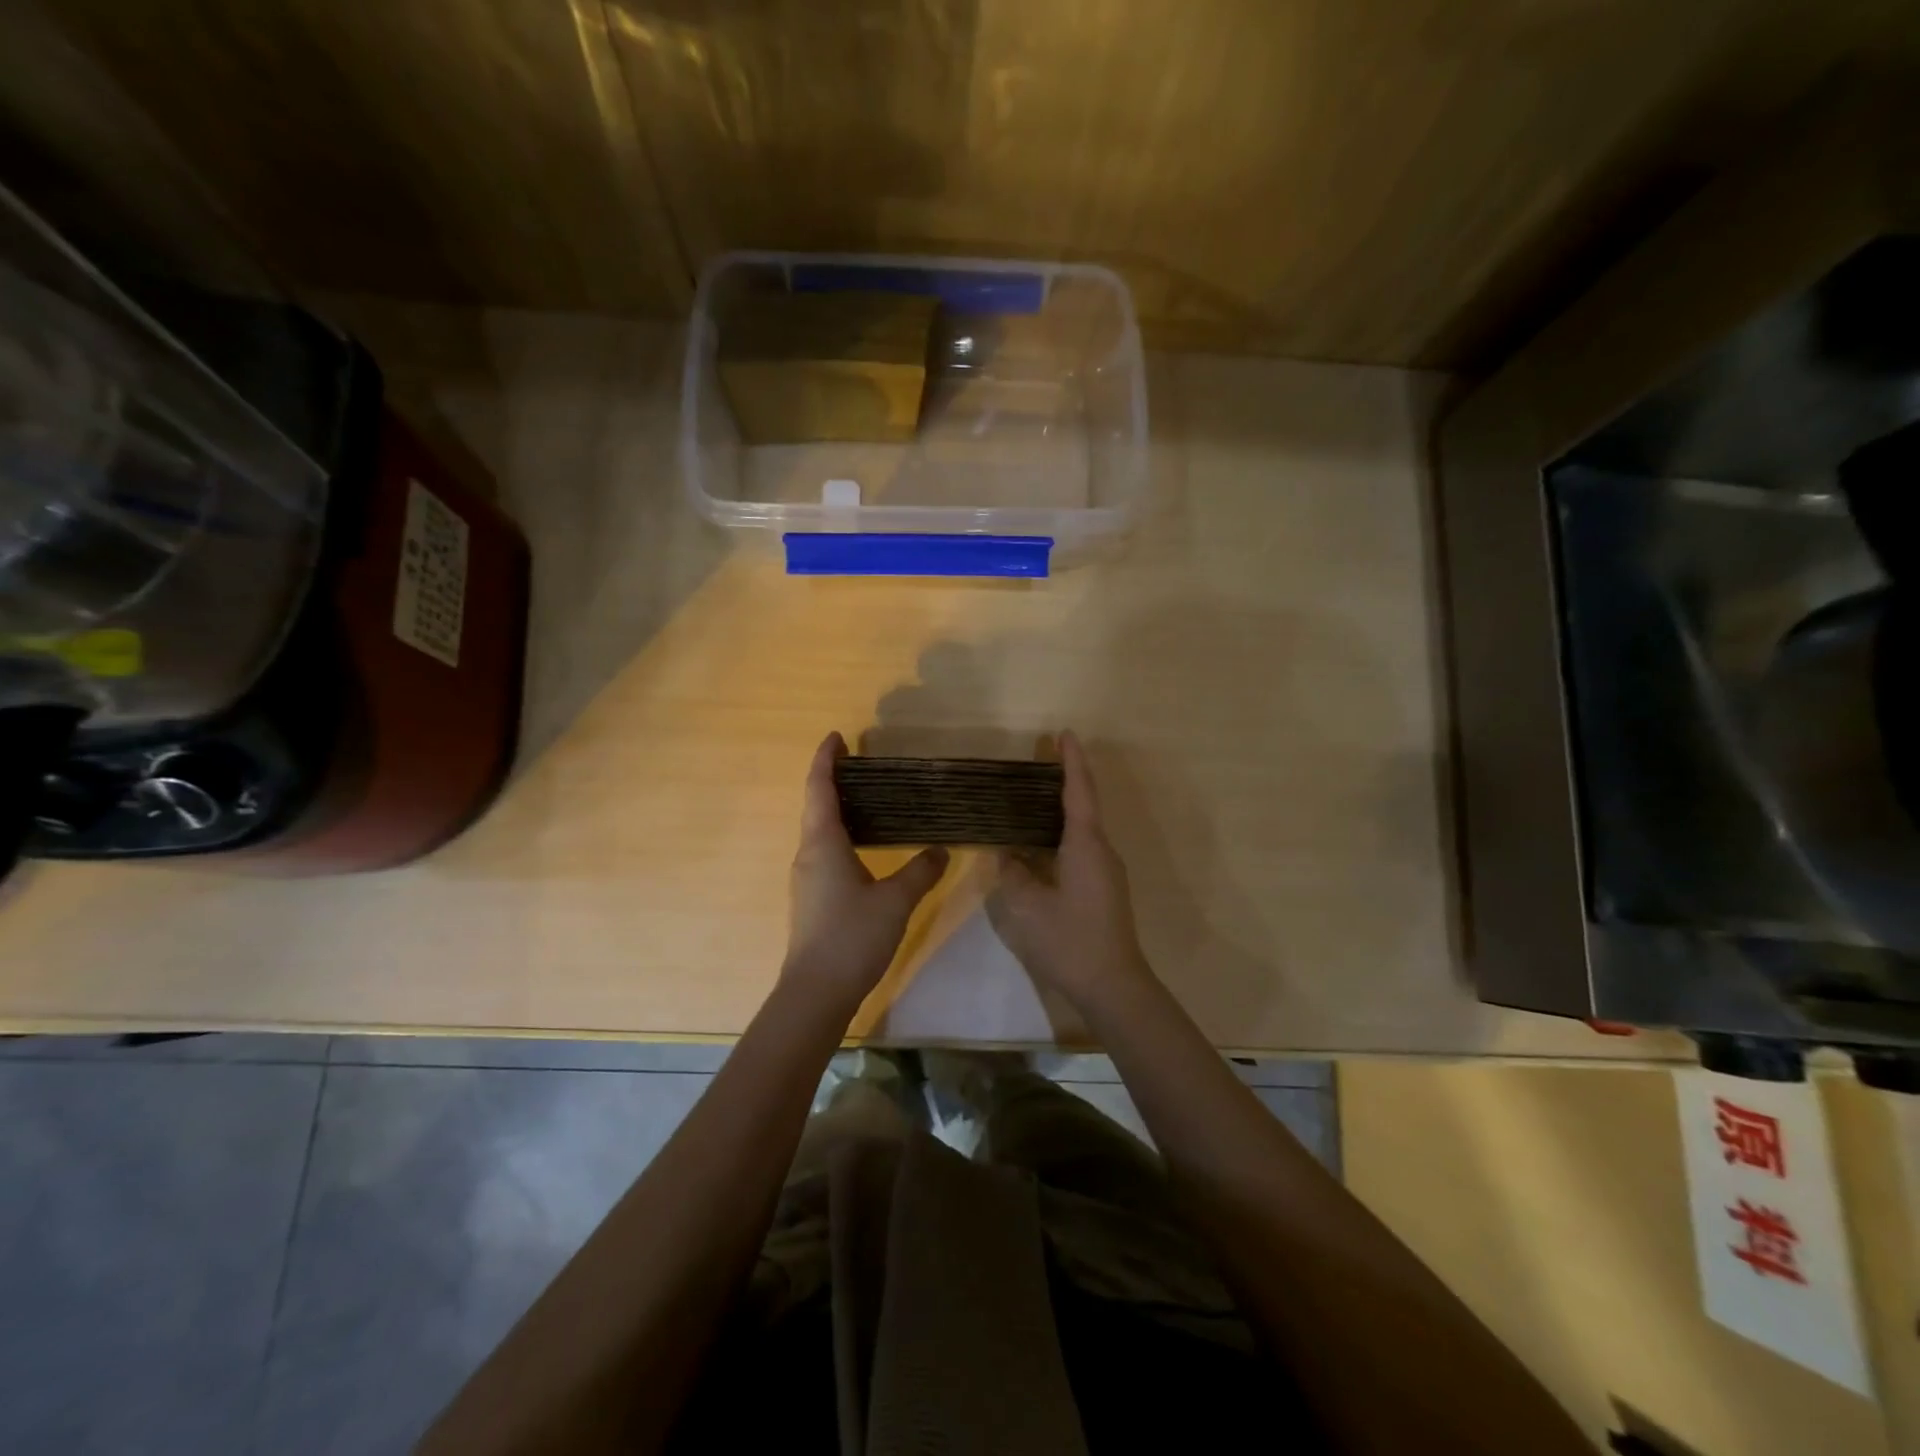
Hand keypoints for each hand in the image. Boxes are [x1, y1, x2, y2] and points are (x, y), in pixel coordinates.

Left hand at [784, 732, 948, 1008]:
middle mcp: (808, 854)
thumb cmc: (852, 937)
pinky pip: (824, 852)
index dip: (825, 759)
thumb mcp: (895, 901)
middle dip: (833, 780)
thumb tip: (941, 849)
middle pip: (816, 806)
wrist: (816, 993)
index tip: (836, 736)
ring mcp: (806, 878)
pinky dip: (840, 836)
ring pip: (819, 831)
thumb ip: (921, 871)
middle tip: (861, 764)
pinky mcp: (812, 899)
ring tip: (867, 799)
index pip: (820, 788)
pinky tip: (864, 847)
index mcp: (823, 843)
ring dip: (836, 809)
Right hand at [989, 731, 1154, 1011]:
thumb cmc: (1070, 940)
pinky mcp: (1103, 889)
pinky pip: (1080, 849)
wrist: (1113, 986)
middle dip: (1063, 780)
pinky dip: (1060, 835)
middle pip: (1083, 805)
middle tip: (1037, 762)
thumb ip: (1013, 873)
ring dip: (1060, 810)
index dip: (1071, 761)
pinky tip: (1037, 844)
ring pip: (1081, 829)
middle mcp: (1101, 851)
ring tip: (1028, 799)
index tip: (1064, 734)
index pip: (1079, 792)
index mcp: (1086, 845)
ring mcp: (1105, 871)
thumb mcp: (1027, 906)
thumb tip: (1007, 854)